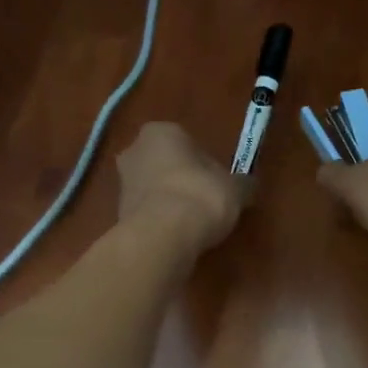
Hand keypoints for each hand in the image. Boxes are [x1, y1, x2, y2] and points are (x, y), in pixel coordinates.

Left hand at [117, 123, 247, 252]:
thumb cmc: (201, 196)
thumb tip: (248, 186)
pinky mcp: (118, 213)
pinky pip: (147, 212)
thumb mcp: (236, 189)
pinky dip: (160, 221)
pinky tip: (177, 235)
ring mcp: (122, 183)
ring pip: (154, 188)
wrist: (162, 236)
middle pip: (166, 164)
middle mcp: (135, 150)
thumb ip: (242, 184)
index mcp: (161, 131)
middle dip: (182, 179)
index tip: (218, 183)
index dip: (206, 164)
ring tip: (193, 223)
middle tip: (206, 201)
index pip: (188, 142)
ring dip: (170, 201)